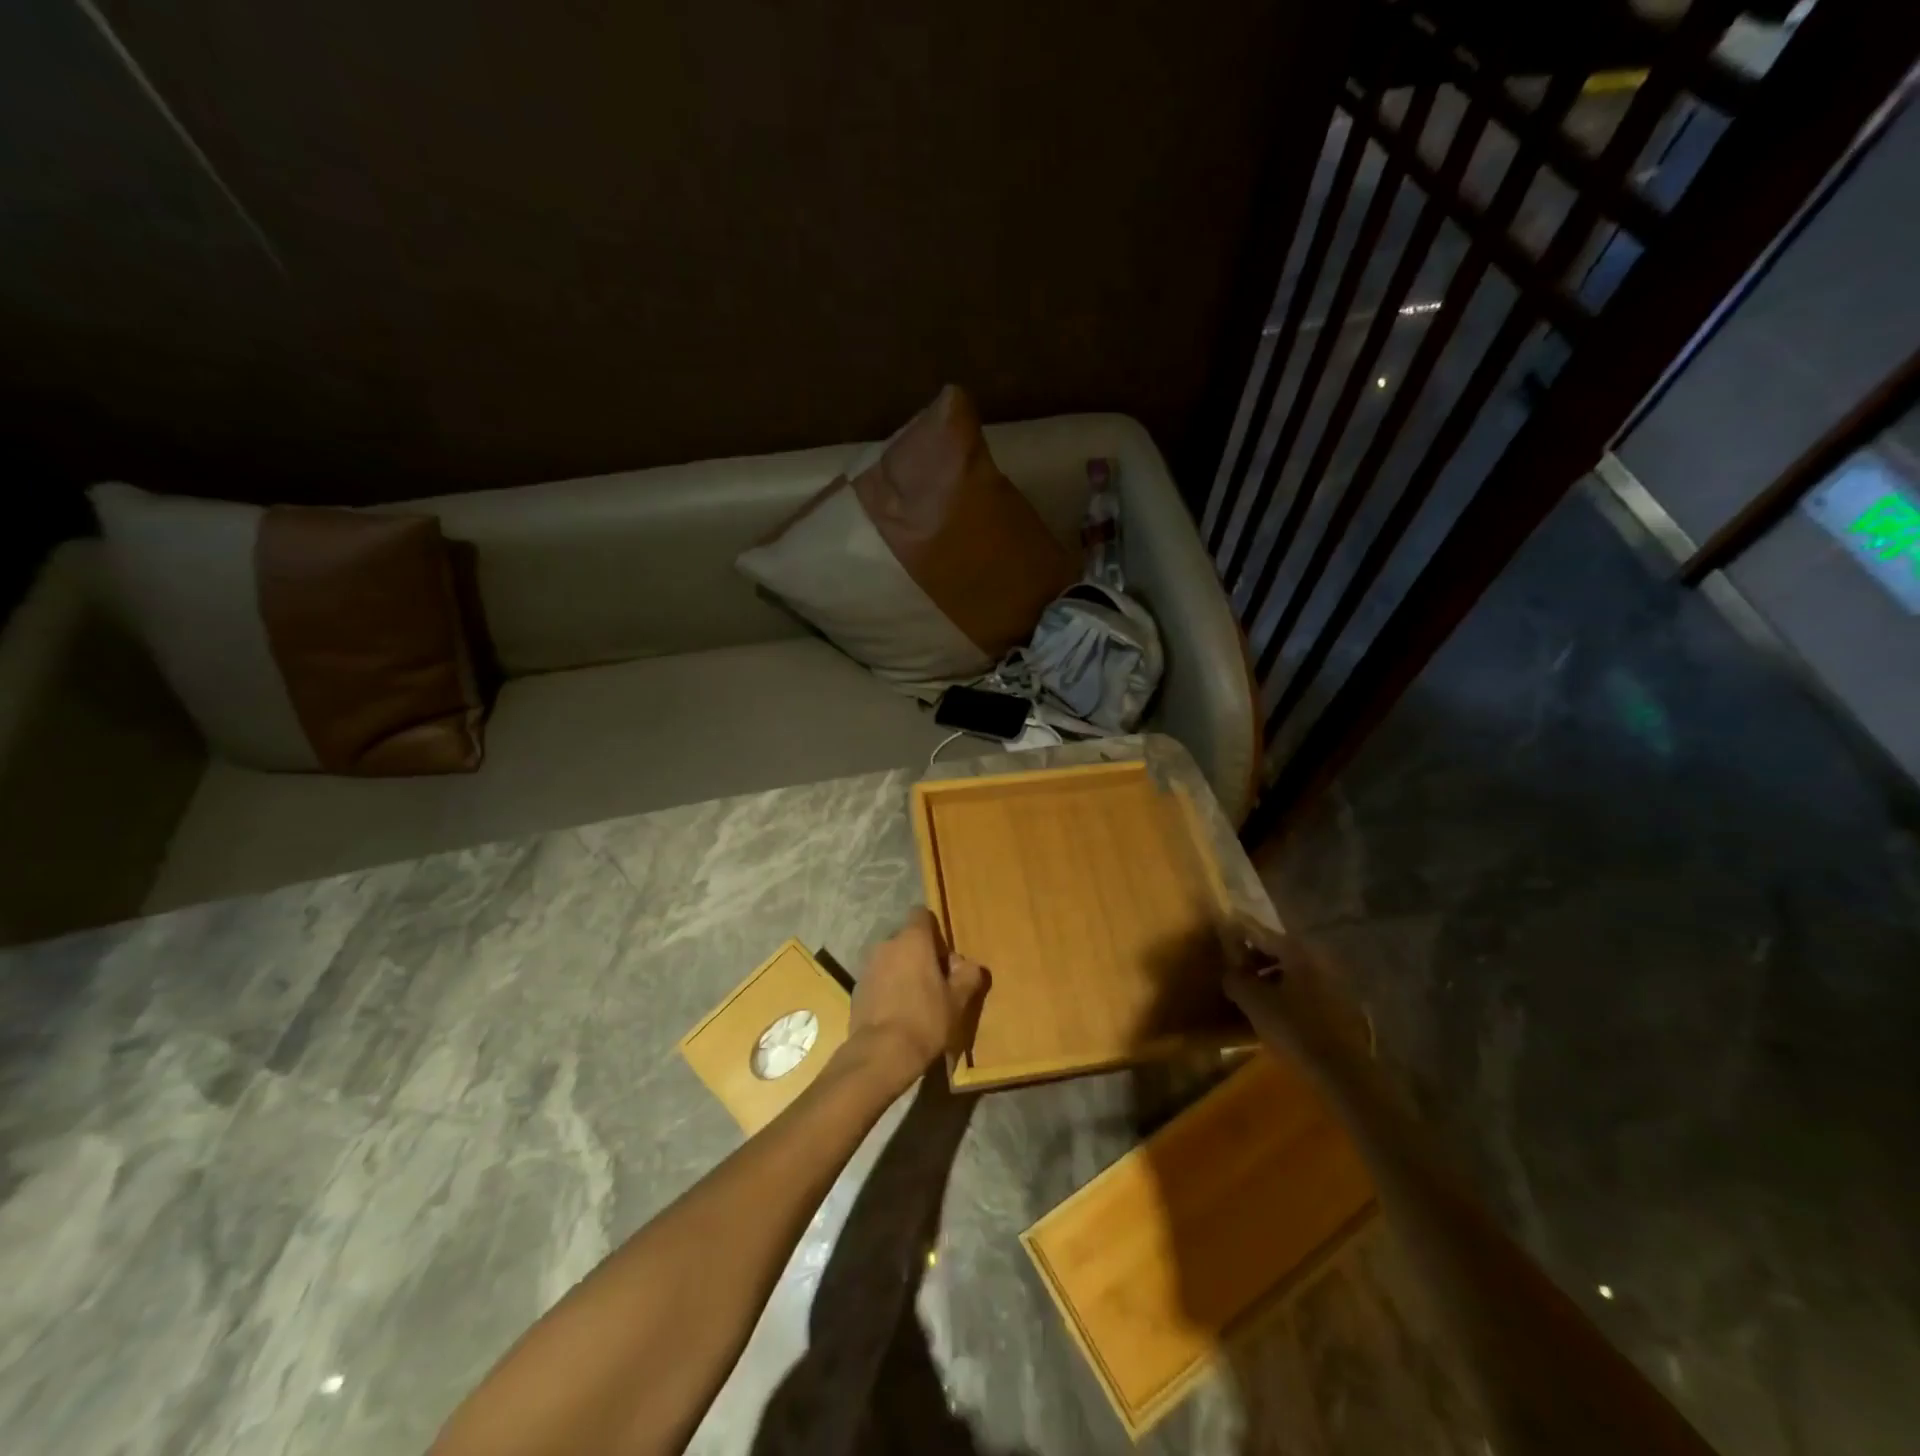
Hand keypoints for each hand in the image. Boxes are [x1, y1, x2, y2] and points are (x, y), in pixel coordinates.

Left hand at [846, 908, 986, 1089]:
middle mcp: (887, 945)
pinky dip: (888, 989)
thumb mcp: (958, 1000)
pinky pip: (879, 979)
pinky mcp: (857, 988)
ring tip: (916, 1002)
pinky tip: (898, 1014)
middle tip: (936, 983)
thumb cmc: (926, 1019)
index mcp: (913, 940)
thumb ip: (968, 975)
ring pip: (891, 960)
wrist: (882, 1053)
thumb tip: (968, 965)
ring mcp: (868, 966)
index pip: (922, 915)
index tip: (944, 956)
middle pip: (907, 940)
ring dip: (903, 972)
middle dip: (920, 955)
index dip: (935, 931)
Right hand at [1222, 917, 1372, 1072]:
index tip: (1221, 938)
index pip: (1259, 932)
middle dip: (1255, 957)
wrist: (1343, 1070)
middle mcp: (1317, 957)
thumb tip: (1230, 972)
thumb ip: (1236, 979)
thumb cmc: (1294, 1028)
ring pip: (1292, 969)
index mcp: (1296, 950)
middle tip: (1235, 971)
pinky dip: (1287, 990)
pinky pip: (1305, 986)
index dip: (1237, 934)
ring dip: (1271, 976)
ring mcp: (1332, 980)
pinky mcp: (1340, 1002)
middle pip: (1278, 949)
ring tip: (1253, 994)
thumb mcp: (1253, 1002)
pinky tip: (1276, 1010)